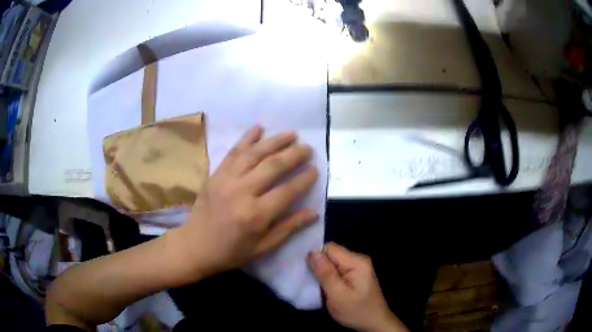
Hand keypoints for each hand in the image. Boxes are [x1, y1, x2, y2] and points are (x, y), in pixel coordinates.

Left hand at [178, 125, 318, 275]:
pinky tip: (258, 127)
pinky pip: (233, 152)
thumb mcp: (262, 247)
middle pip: (273, 166)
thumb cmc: (231, 251)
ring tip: (291, 134)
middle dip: (294, 155)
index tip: (315, 169)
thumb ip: (288, 228)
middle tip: (308, 148)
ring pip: (255, 154)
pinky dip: (247, 138)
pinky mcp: (215, 174)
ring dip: (274, 141)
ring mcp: (226, 179)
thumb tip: (314, 213)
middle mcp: (242, 192)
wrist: (195, 246)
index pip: (287, 191)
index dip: (304, 180)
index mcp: (256, 215)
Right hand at [308, 243, 408, 331]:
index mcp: (356, 261)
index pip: (329, 248)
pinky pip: (337, 270)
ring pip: (332, 263)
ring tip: (316, 286)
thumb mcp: (337, 295)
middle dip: (319, 266)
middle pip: (331, 254)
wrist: (375, 324)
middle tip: (311, 282)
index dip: (316, 258)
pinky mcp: (355, 275)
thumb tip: (311, 252)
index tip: (306, 272)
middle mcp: (358, 260)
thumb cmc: (356, 311)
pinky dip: (329, 278)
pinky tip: (325, 288)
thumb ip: (325, 273)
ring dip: (323, 274)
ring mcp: (358, 267)